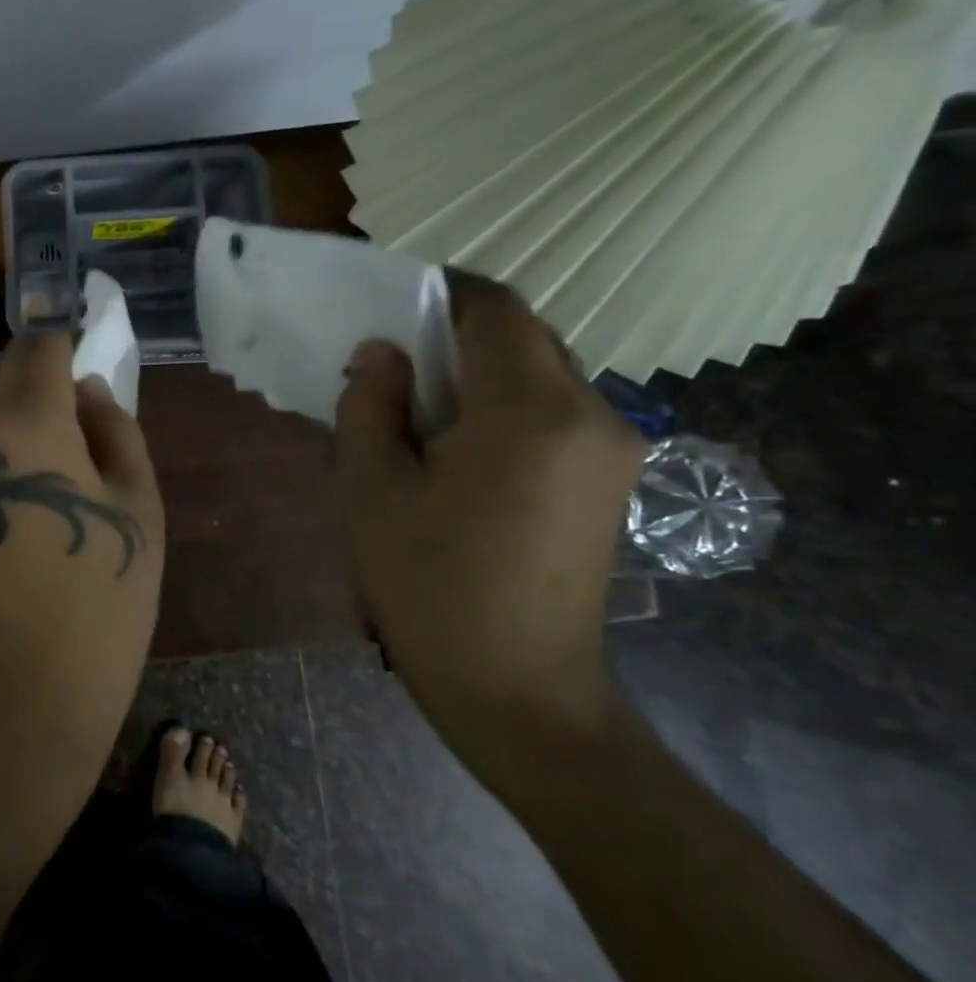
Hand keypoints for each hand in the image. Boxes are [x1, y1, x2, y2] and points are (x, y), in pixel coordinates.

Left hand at [0, 335, 164, 763]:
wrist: (7, 714)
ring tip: (15, 508)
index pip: (35, 345)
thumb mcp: (139, 514)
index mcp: (21, 424)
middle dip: (22, 393)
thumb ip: (117, 430)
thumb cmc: (96, 613)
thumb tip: (86, 391)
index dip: (57, 337)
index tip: (71, 346)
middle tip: (57, 440)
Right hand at [334, 279, 645, 780]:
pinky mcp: (612, 481)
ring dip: (481, 373)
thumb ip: (370, 406)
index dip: (440, 292)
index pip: (494, 309)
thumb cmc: (429, 586)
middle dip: (457, 336)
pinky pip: (555, 412)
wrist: (516, 688)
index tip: (389, 307)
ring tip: (420, 415)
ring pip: (542, 372)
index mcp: (529, 411)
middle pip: (524, 336)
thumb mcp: (373, 490)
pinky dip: (505, 407)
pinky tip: (461, 452)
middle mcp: (592, 414)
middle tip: (394, 370)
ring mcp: (612, 449)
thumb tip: (380, 353)